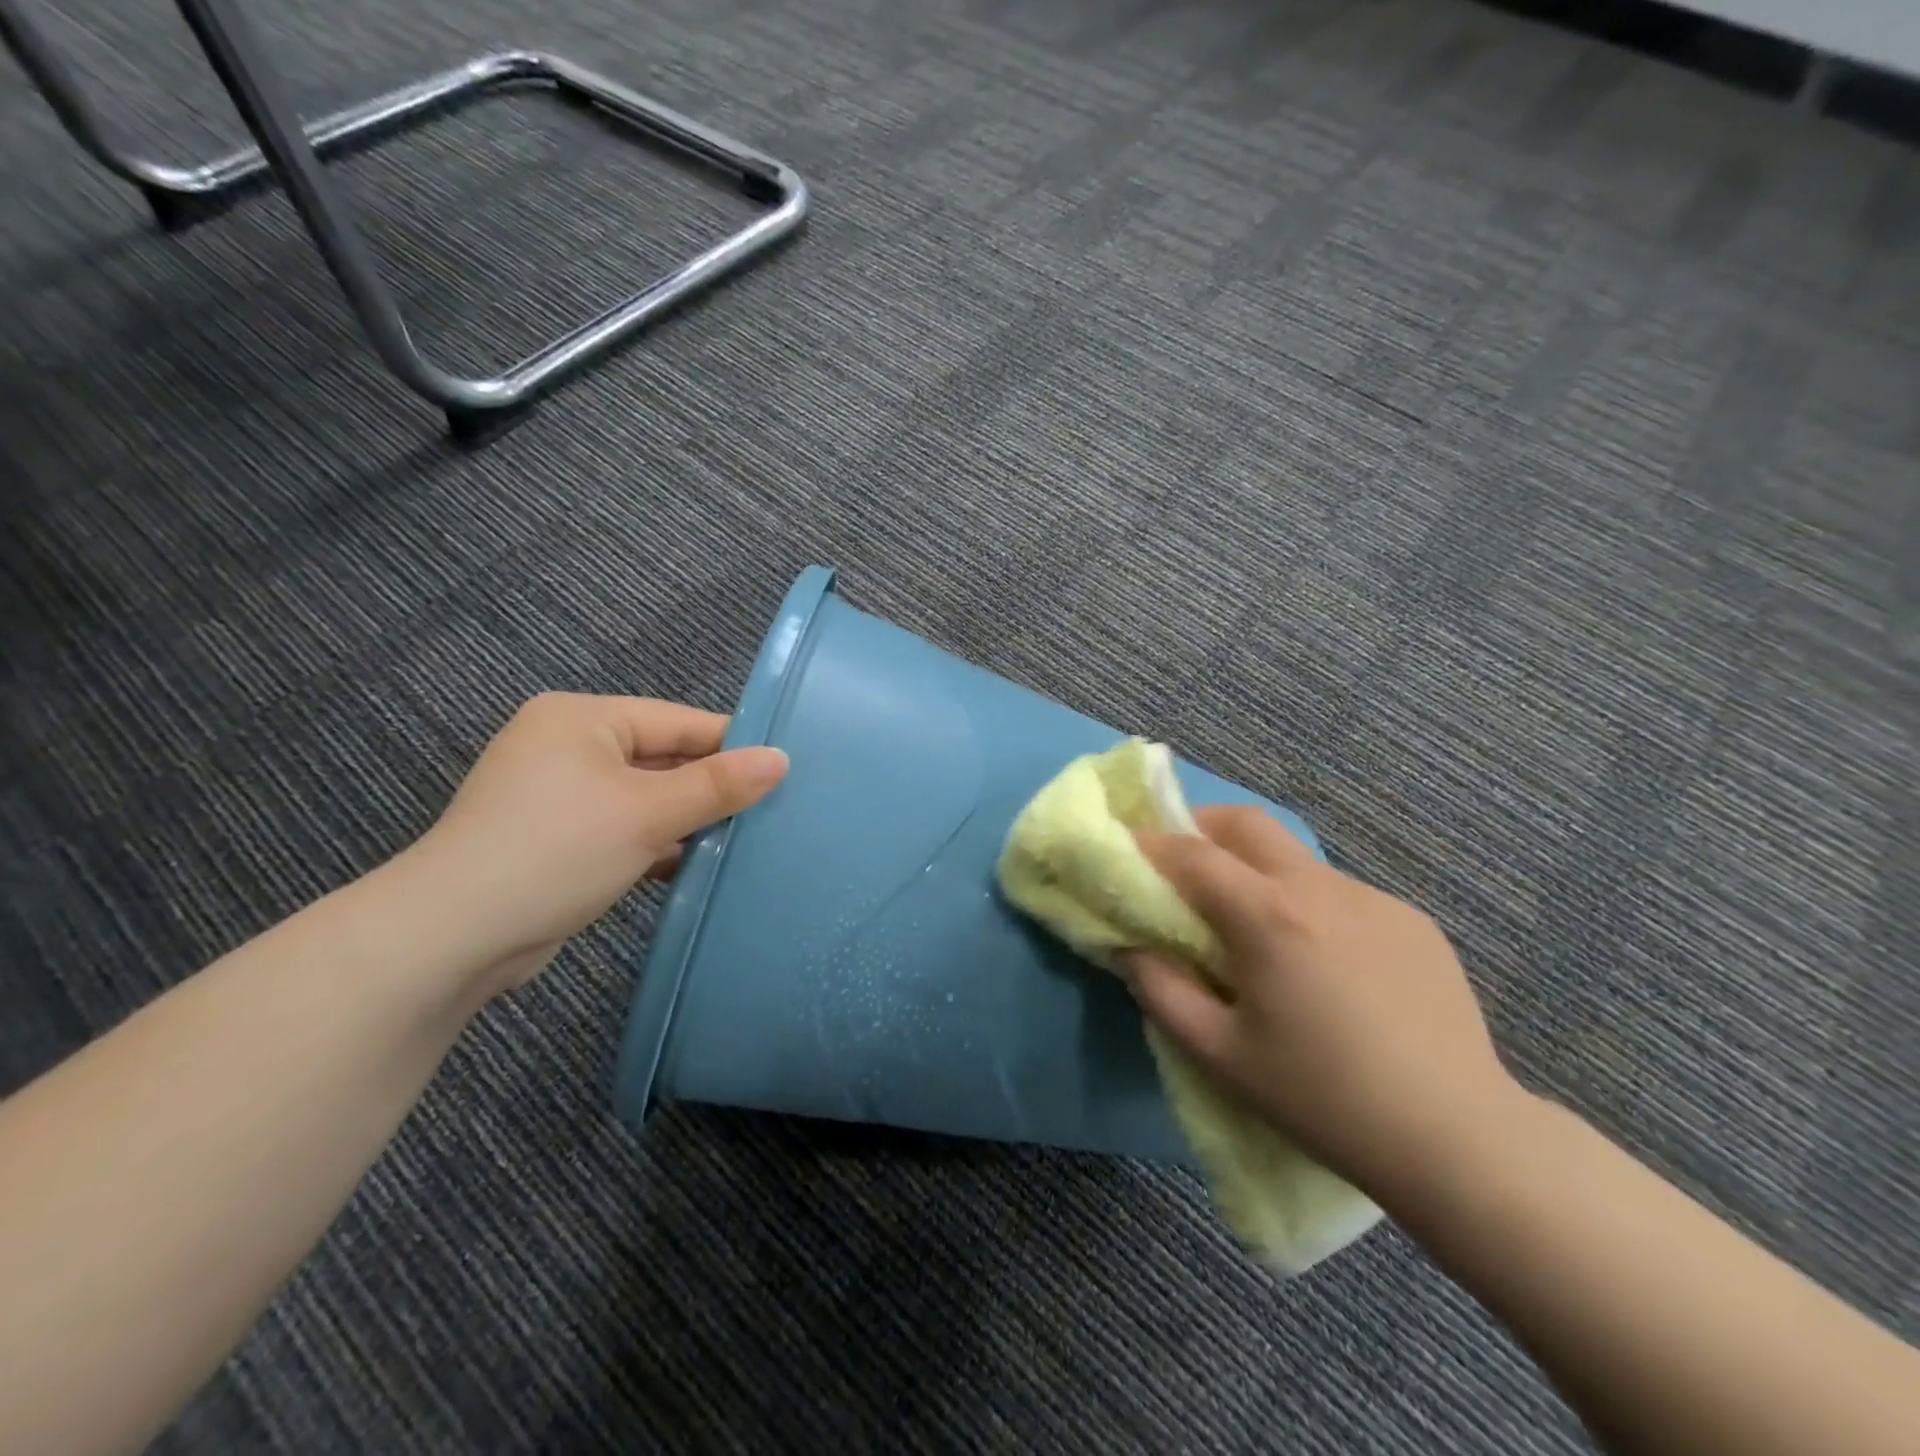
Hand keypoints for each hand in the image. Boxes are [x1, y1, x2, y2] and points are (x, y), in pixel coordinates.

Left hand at [410, 693, 786, 992]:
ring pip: (646, 796)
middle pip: (663, 758)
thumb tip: (782, 758)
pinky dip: (656, 842)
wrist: (450, 939)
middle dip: (711, 789)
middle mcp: (568, 745)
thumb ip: (718, 785)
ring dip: (687, 820)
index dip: (733, 746)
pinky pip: (623, 826)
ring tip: (744, 839)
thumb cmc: (556, 852)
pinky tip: (695, 864)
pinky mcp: (555, 836)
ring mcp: (558, 793)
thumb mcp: (648, 813)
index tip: (786, 772)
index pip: (679, 722)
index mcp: (583, 718)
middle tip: (772, 811)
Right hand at [1128, 806, 1519, 1201]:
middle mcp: (1321, 889)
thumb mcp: (1220, 1054)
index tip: (1127, 850)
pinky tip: (1320, 960)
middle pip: (1247, 824)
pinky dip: (1307, 903)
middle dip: (1202, 826)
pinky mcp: (1411, 920)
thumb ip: (1160, 990)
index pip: (1193, 855)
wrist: (1458, 1139)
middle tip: (1181, 862)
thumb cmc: (1322, 1099)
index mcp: (1270, 917)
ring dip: (1257, 870)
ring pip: (1295, 858)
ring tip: (1252, 926)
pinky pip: (1340, 893)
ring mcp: (1374, 899)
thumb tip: (1130, 946)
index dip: (1151, 845)